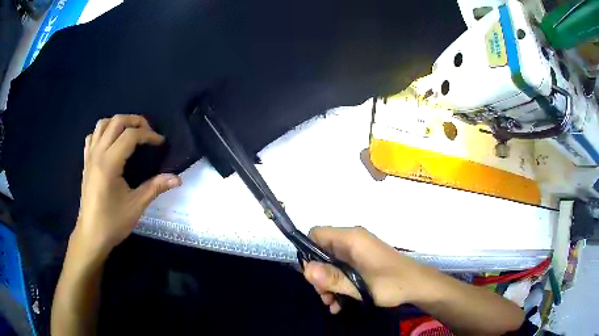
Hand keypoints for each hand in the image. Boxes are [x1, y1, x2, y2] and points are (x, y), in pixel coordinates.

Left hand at [71, 115, 181, 259]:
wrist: (91, 235)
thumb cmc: (113, 222)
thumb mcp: (136, 206)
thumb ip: (155, 187)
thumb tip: (178, 179)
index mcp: (109, 163)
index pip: (130, 135)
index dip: (148, 135)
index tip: (160, 143)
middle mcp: (98, 153)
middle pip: (116, 121)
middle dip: (135, 121)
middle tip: (148, 132)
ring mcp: (89, 156)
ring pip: (102, 124)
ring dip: (119, 123)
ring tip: (130, 133)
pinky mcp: (86, 162)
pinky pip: (93, 136)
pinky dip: (103, 132)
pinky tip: (111, 143)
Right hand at [303, 227, 426, 313]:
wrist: (417, 285)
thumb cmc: (392, 283)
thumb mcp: (360, 286)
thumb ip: (333, 278)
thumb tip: (305, 270)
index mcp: (351, 239)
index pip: (317, 234)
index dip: (308, 253)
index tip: (312, 277)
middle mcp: (352, 241)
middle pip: (321, 252)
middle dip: (319, 276)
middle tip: (324, 296)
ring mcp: (357, 252)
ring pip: (330, 264)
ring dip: (328, 285)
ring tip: (332, 304)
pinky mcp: (361, 262)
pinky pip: (342, 270)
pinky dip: (338, 285)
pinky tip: (339, 304)